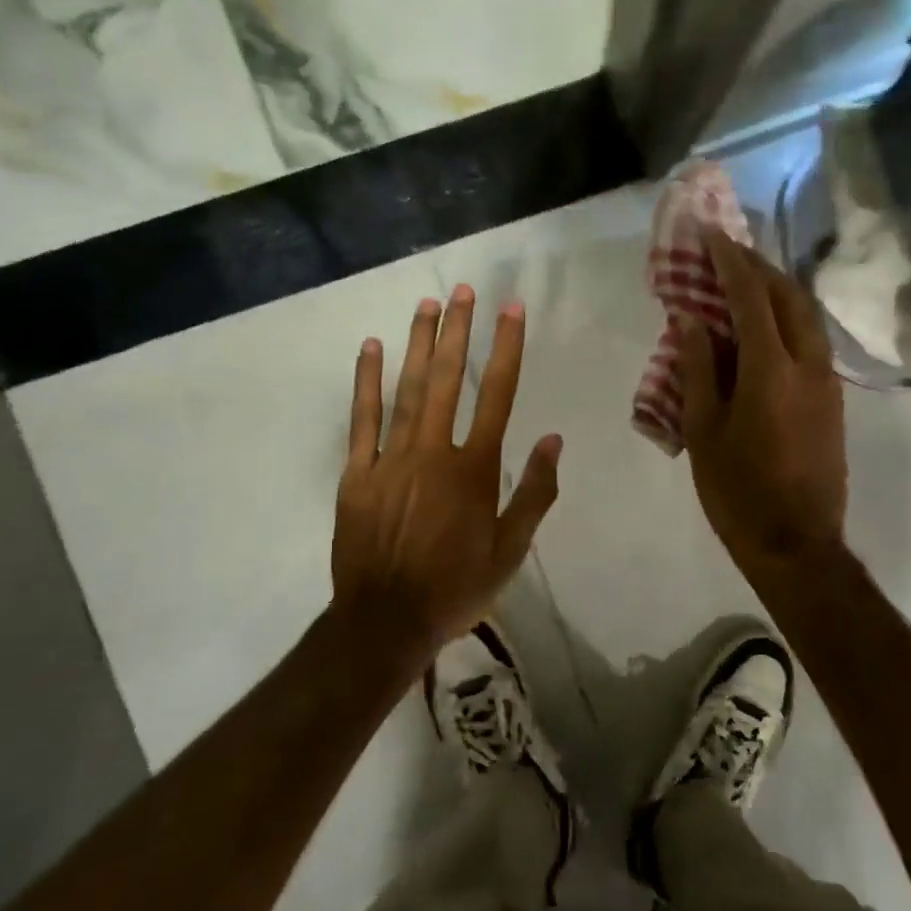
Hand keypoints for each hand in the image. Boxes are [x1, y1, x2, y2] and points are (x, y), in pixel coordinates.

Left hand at [332, 284, 561, 653]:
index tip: (511, 310)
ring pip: (408, 390)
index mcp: (474, 469)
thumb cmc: (456, 587)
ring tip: (427, 304)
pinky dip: (367, 382)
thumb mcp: (511, 549)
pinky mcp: (358, 473)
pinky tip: (372, 348)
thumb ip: (534, 492)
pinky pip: (362, 420)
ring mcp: (392, 458)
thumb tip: (553, 439)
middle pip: (449, 380)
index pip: (498, 395)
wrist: (386, 620)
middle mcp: (434, 451)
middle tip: (464, 289)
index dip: (507, 349)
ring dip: (418, 344)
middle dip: (458, 331)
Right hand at [679, 231, 847, 576]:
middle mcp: (809, 363)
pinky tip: (763, 328)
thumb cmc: (738, 491)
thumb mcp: (704, 430)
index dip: (729, 261)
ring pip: (806, 316)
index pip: (751, 296)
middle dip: (758, 266)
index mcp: (772, 369)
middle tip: (726, 252)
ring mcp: (827, 382)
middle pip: (789, 295)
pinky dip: (786, 319)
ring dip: (776, 290)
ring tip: (743, 282)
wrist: (797, 544)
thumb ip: (698, 368)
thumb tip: (690, 318)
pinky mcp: (832, 400)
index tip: (709, 235)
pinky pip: (810, 340)